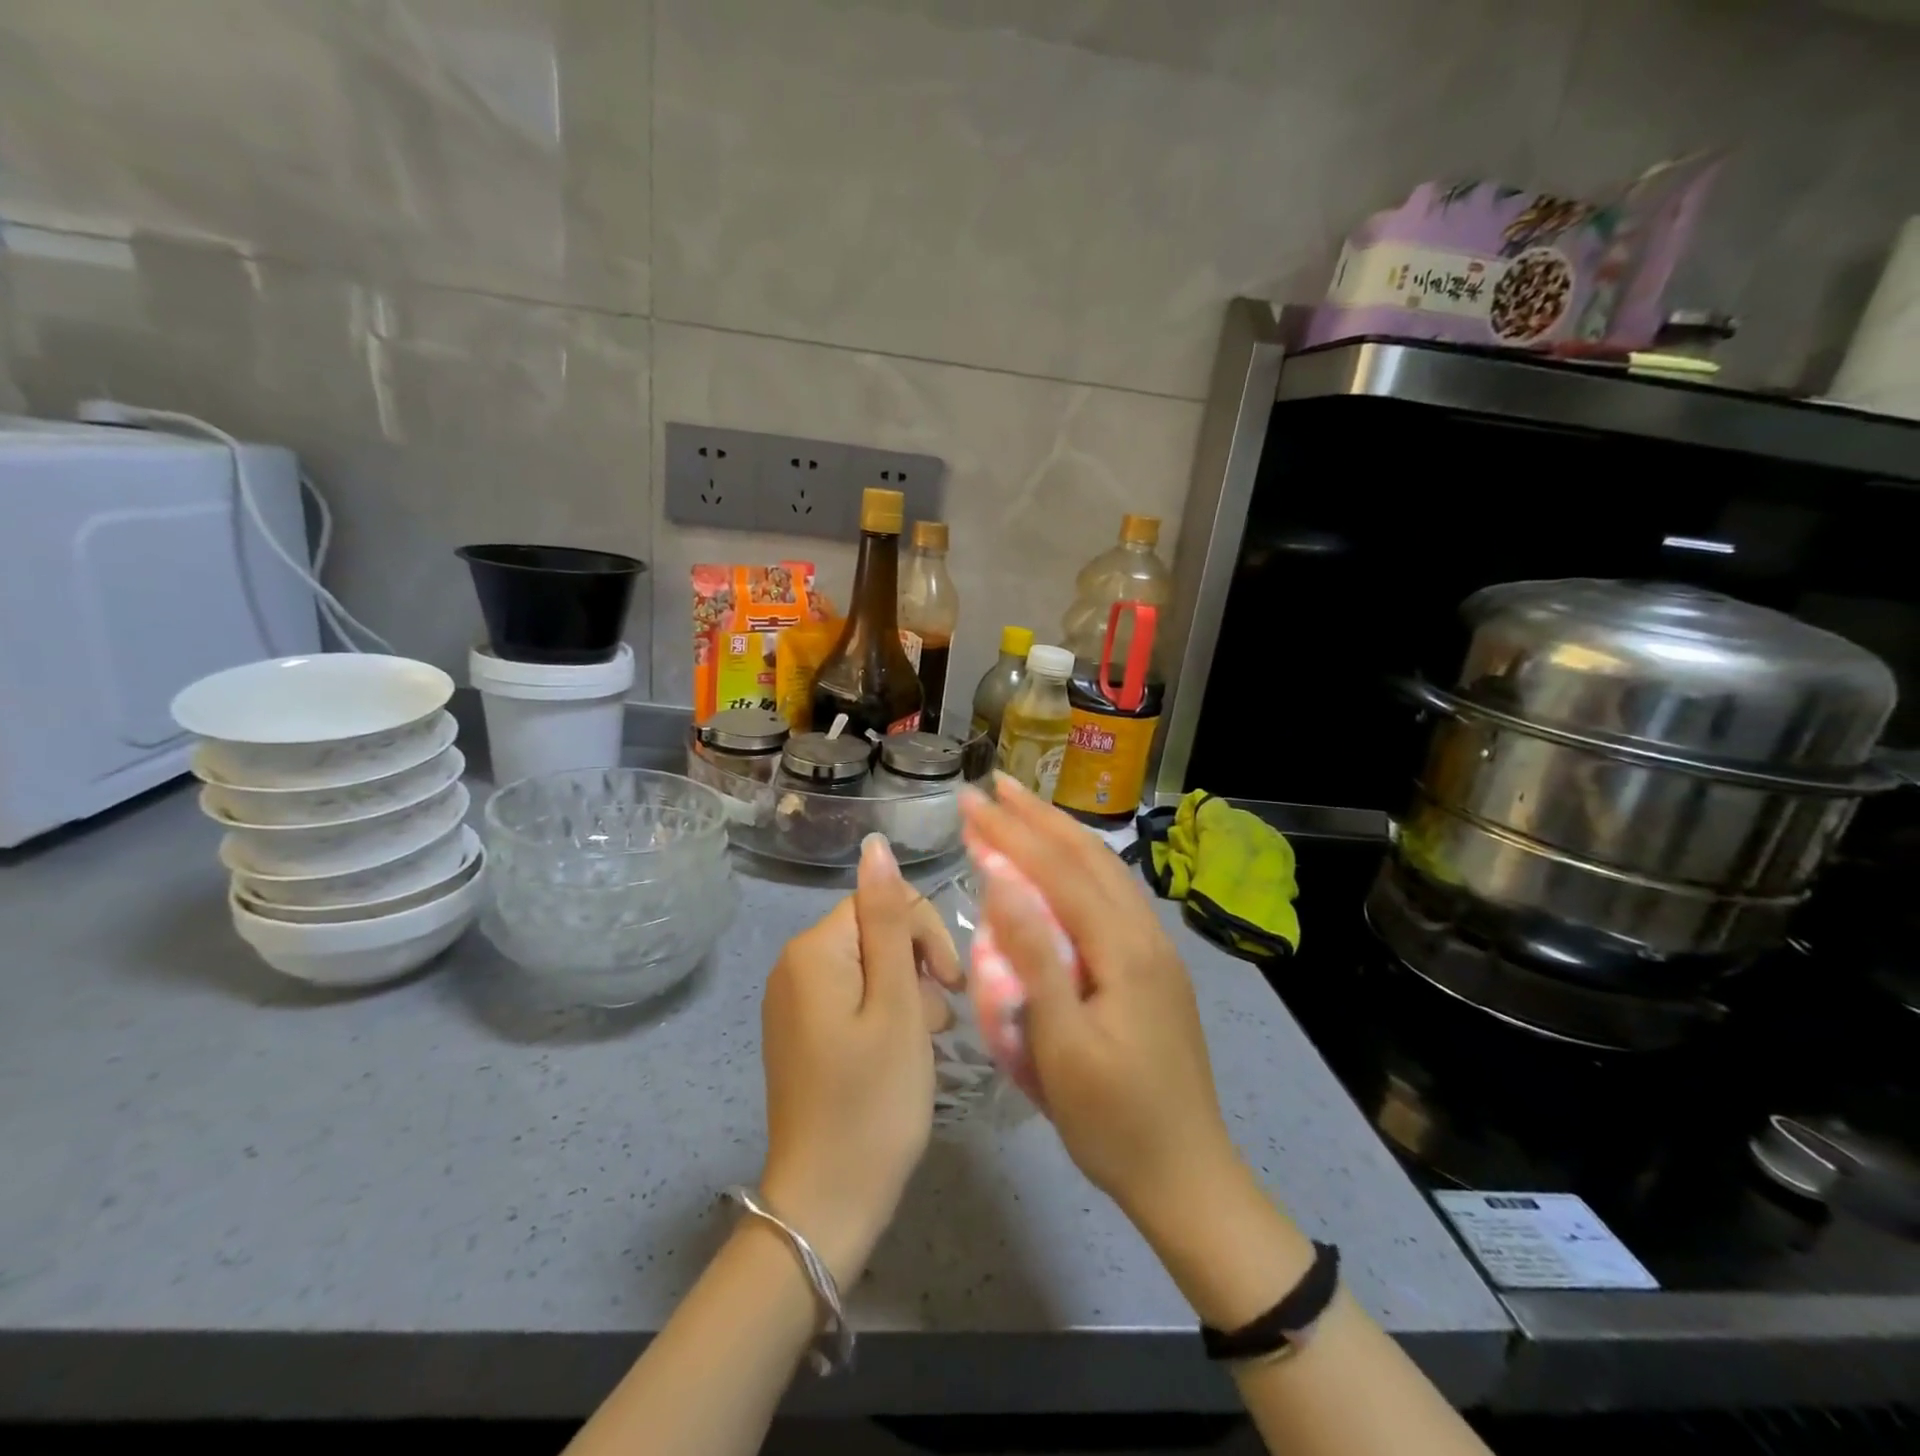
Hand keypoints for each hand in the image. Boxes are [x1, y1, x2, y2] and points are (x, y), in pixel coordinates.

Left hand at [758, 833, 959, 1285]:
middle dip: (917, 964)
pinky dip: (885, 1013)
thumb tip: (875, 844)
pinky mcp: (802, 1031)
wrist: (827, 1204)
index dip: (925, 934)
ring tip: (928, 1041)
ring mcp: (794, 1000)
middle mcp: (794, 965)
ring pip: (869, 966)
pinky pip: (852, 997)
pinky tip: (904, 1050)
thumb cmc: (873, 1101)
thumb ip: (891, 921)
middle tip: (940, 1021)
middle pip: (874, 931)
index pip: (881, 901)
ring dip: (907, 991)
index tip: (951, 986)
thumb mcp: (896, 1004)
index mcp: (813, 950)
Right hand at [959, 779, 1245, 1237]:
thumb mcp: (1061, 1045)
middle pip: (1089, 857)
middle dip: (1038, 817)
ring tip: (1024, 812)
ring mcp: (1157, 950)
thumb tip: (1003, 880)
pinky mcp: (1156, 969)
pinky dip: (1080, 867)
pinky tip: (1065, 869)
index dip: (1012, 832)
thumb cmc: (1113, 1120)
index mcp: (1123, 949)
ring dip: (1062, 835)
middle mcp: (1146, 935)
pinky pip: (1114, 897)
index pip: (1058, 871)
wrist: (1188, 1177)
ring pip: (1107, 872)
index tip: (971, 800)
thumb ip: (1035, 957)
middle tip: (995, 787)